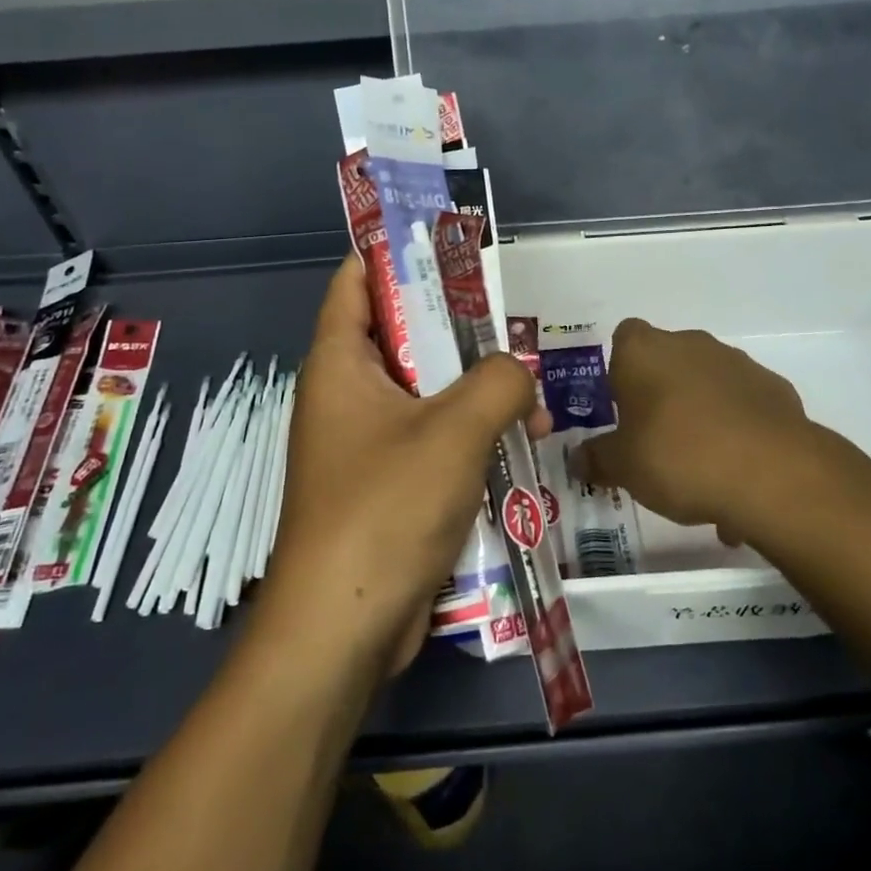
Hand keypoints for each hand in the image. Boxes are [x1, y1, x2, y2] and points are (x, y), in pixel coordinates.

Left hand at [262, 256, 547, 678]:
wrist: (344, 628)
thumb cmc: (386, 508)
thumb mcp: (455, 431)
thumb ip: (499, 383)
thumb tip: (520, 374)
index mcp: (340, 364)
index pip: (356, 281)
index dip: (395, 252)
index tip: (446, 242)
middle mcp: (345, 395)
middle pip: (401, 335)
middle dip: (455, 325)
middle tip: (508, 316)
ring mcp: (364, 443)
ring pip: (424, 392)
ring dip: (473, 387)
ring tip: (530, 385)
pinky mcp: (386, 485)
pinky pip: (431, 439)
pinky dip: (469, 434)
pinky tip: (521, 443)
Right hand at [577, 318, 829, 533]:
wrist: (771, 473)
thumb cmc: (678, 456)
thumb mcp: (624, 468)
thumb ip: (598, 459)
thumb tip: (577, 459)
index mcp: (644, 351)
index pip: (624, 337)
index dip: (621, 369)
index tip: (622, 406)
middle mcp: (689, 344)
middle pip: (667, 359)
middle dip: (661, 393)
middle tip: (655, 440)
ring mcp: (737, 362)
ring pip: (707, 381)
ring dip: (700, 410)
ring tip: (699, 466)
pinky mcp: (774, 387)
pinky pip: (743, 403)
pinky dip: (737, 426)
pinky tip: (736, 469)